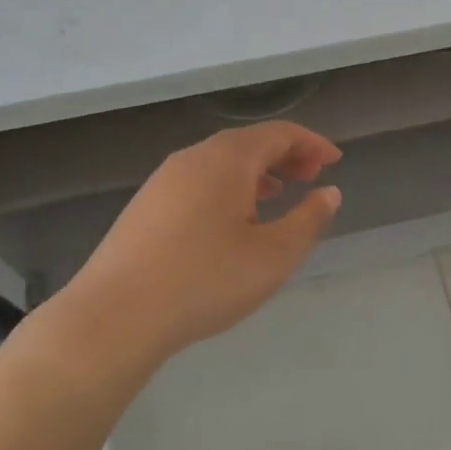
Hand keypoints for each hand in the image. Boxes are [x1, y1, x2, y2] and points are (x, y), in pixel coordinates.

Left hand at [63, 122, 341, 365]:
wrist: (115, 315)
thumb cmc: (205, 280)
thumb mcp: (273, 255)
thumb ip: (308, 220)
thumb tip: (329, 193)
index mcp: (227, 159)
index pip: (278, 134)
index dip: (311, 143)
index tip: (335, 161)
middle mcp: (193, 158)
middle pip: (248, 143)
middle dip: (285, 155)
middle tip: (312, 177)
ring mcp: (163, 181)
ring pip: (220, 163)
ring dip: (256, 173)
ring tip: (279, 195)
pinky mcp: (145, 206)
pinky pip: (199, 181)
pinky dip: (228, 188)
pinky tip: (232, 221)